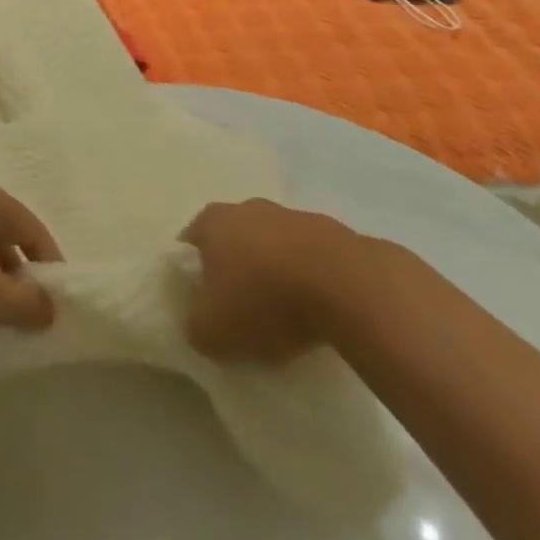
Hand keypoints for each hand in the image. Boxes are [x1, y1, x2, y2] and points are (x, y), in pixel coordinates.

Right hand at [178, 199, 363, 364]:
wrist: (348, 287)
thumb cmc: (266, 302)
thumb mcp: (215, 332)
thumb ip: (196, 328)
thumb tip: (199, 326)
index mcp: (212, 222)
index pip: (191, 243)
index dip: (195, 273)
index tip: (206, 304)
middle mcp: (247, 208)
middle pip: (234, 239)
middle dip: (237, 268)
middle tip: (244, 308)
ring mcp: (292, 216)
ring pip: (275, 245)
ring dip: (277, 272)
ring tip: (288, 315)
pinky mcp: (334, 232)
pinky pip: (312, 258)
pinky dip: (311, 278)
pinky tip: (321, 309)